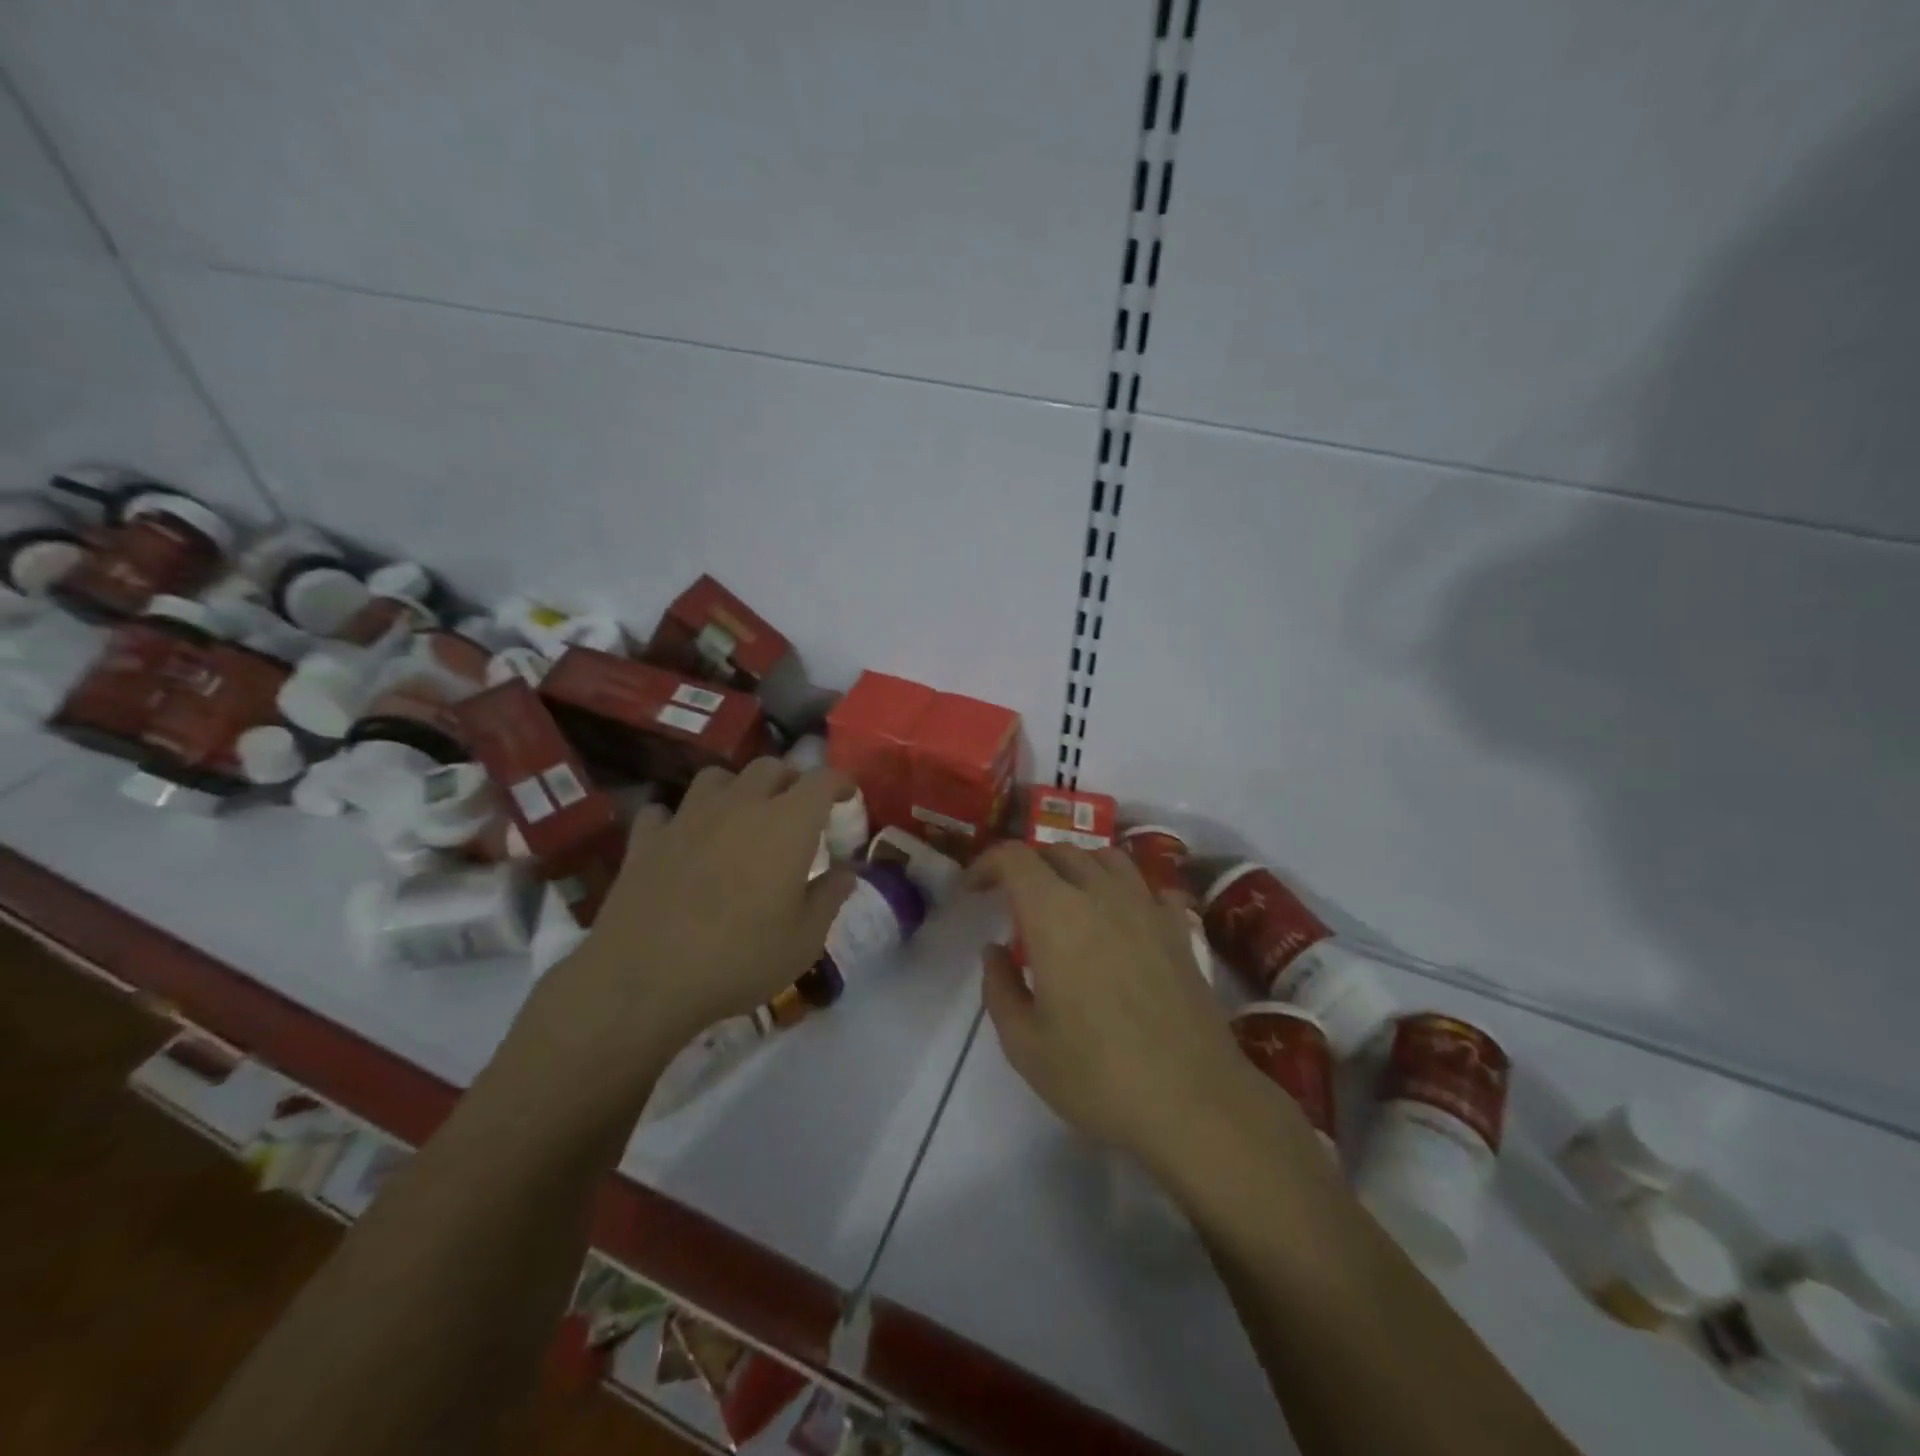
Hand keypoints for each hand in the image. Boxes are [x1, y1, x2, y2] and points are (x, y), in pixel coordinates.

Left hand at [522, 760, 855, 1100]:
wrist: (644, 980)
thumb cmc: (740, 958)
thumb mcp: (805, 939)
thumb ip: (830, 896)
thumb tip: (846, 870)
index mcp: (787, 823)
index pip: (821, 780)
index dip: (839, 783)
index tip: (848, 796)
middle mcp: (739, 806)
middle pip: (770, 767)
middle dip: (790, 780)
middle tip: (798, 808)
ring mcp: (688, 817)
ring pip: (717, 777)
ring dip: (737, 788)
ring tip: (742, 815)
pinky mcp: (646, 839)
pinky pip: (665, 811)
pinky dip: (679, 819)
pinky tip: (683, 840)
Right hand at [971, 842, 1275, 1178]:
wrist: (1193, 1101)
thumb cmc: (1097, 1075)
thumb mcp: (1024, 1044)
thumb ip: (999, 987)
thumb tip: (995, 950)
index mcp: (1055, 914)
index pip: (1015, 858)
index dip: (987, 864)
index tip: (974, 891)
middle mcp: (1101, 895)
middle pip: (1060, 851)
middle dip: (1029, 866)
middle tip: (1014, 902)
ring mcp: (1147, 907)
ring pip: (1107, 858)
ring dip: (1077, 868)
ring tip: (1066, 901)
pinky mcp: (1179, 929)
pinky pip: (1147, 887)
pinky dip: (1124, 890)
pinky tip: (1121, 919)